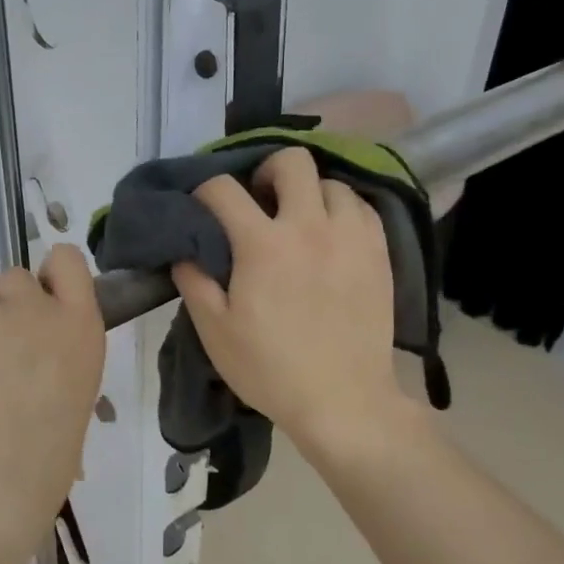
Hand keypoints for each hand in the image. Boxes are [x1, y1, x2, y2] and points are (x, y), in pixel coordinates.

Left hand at [0, 245, 105, 558]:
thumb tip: (31, 362)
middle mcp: (34, 308)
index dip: (49, 276)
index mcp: (79, 326)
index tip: (40, 301)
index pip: (67, 260)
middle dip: (3, 308)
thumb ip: (56, 359)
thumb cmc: (46, 456)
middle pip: (13, 278)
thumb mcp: (75, 396)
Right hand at [172, 148, 414, 455]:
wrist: (344, 401)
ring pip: (332, 182)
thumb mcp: (215, 332)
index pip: (224, 189)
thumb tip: (184, 251)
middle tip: (259, 200)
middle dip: (266, 170)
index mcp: (263, 244)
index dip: (204, 191)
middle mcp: (310, 226)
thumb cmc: (271, 369)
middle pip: (292, 161)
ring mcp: (352, 237)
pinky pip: (362, 208)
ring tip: (299, 220)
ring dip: (308, 193)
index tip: (203, 208)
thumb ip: (194, 282)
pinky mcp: (380, 253)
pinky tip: (332, 236)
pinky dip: (342, 211)